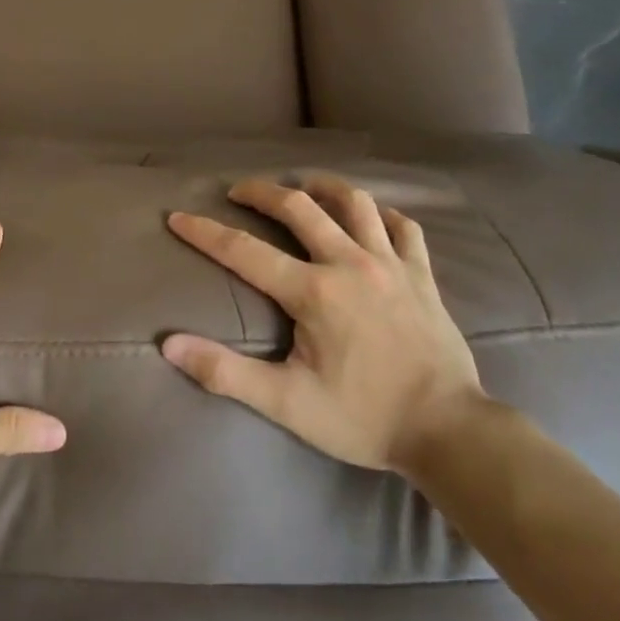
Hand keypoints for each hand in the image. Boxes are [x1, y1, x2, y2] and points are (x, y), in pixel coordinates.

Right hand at [162, 177, 484, 473]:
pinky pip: (402, 227)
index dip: (205, 232)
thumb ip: (225, 372)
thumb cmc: (363, 418)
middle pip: (299, 208)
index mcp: (314, 292)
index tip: (178, 217)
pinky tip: (369, 219)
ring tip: (302, 188)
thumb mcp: (286, 403)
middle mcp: (350, 264)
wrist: (450, 432)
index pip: (244, 251)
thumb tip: (169, 344)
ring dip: (323, 188)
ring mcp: (391, 265)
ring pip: (355, 203)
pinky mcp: (422, 275)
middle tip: (238, 190)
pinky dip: (381, 215)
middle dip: (262, 192)